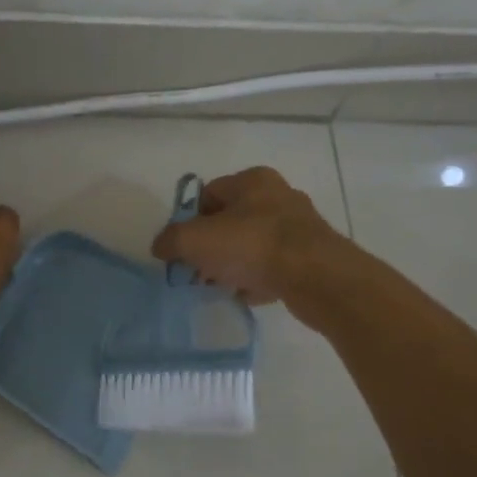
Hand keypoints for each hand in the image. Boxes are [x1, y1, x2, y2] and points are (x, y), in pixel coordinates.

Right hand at [150, 167, 346, 305]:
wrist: (316, 277)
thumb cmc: (252, 246)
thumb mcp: (195, 240)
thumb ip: (171, 240)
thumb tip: (160, 246)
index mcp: (252, 180)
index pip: (209, 194)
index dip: (190, 220)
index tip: (182, 247)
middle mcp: (279, 196)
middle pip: (232, 220)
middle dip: (212, 245)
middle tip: (199, 269)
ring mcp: (299, 227)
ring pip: (253, 244)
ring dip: (234, 264)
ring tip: (221, 285)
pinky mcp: (312, 256)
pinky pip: (274, 266)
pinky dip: (258, 279)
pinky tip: (247, 296)